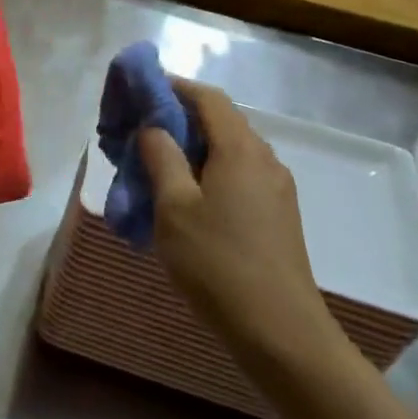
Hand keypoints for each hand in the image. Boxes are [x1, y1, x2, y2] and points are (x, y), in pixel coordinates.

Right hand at [139, 81, 341, 374]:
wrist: (279, 331)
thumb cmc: (218, 263)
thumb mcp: (174, 208)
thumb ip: (161, 158)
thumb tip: (153, 128)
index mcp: (241, 150)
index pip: (208, 98)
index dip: (173, 87)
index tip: (139, 91)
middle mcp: (265, 160)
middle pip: (220, 122)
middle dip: (178, 119)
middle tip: (138, 133)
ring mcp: (276, 189)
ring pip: (228, 151)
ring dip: (191, 149)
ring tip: (154, 166)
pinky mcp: (277, 215)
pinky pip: (237, 176)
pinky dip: (207, 172)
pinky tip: (184, 199)